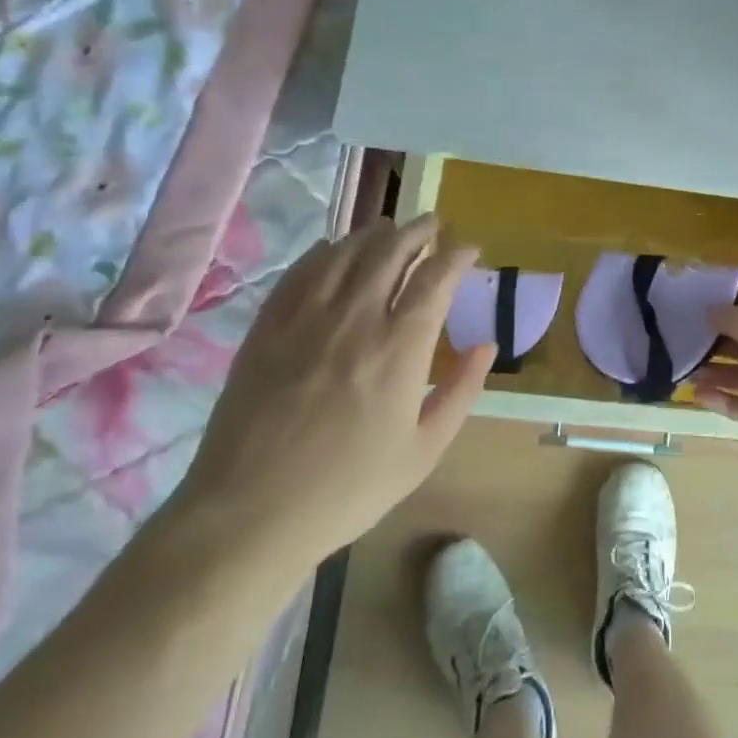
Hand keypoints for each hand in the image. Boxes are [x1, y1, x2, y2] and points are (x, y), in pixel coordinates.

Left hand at [165, 214, 494, 581]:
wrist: (250, 513)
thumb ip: (461, 391)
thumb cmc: (348, 488)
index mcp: (400, 348)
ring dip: (374, 233)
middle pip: (390, 250)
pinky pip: (300, 271)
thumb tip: (488, 344)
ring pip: (345, 252)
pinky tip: (334, 250)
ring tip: (389, 229)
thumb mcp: (424, 450)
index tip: (470, 249)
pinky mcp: (267, 327)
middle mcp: (355, 318)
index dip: (457, 254)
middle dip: (419, 229)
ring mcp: (305, 318)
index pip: (435, 277)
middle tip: (434, 224)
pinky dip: (325, 251)